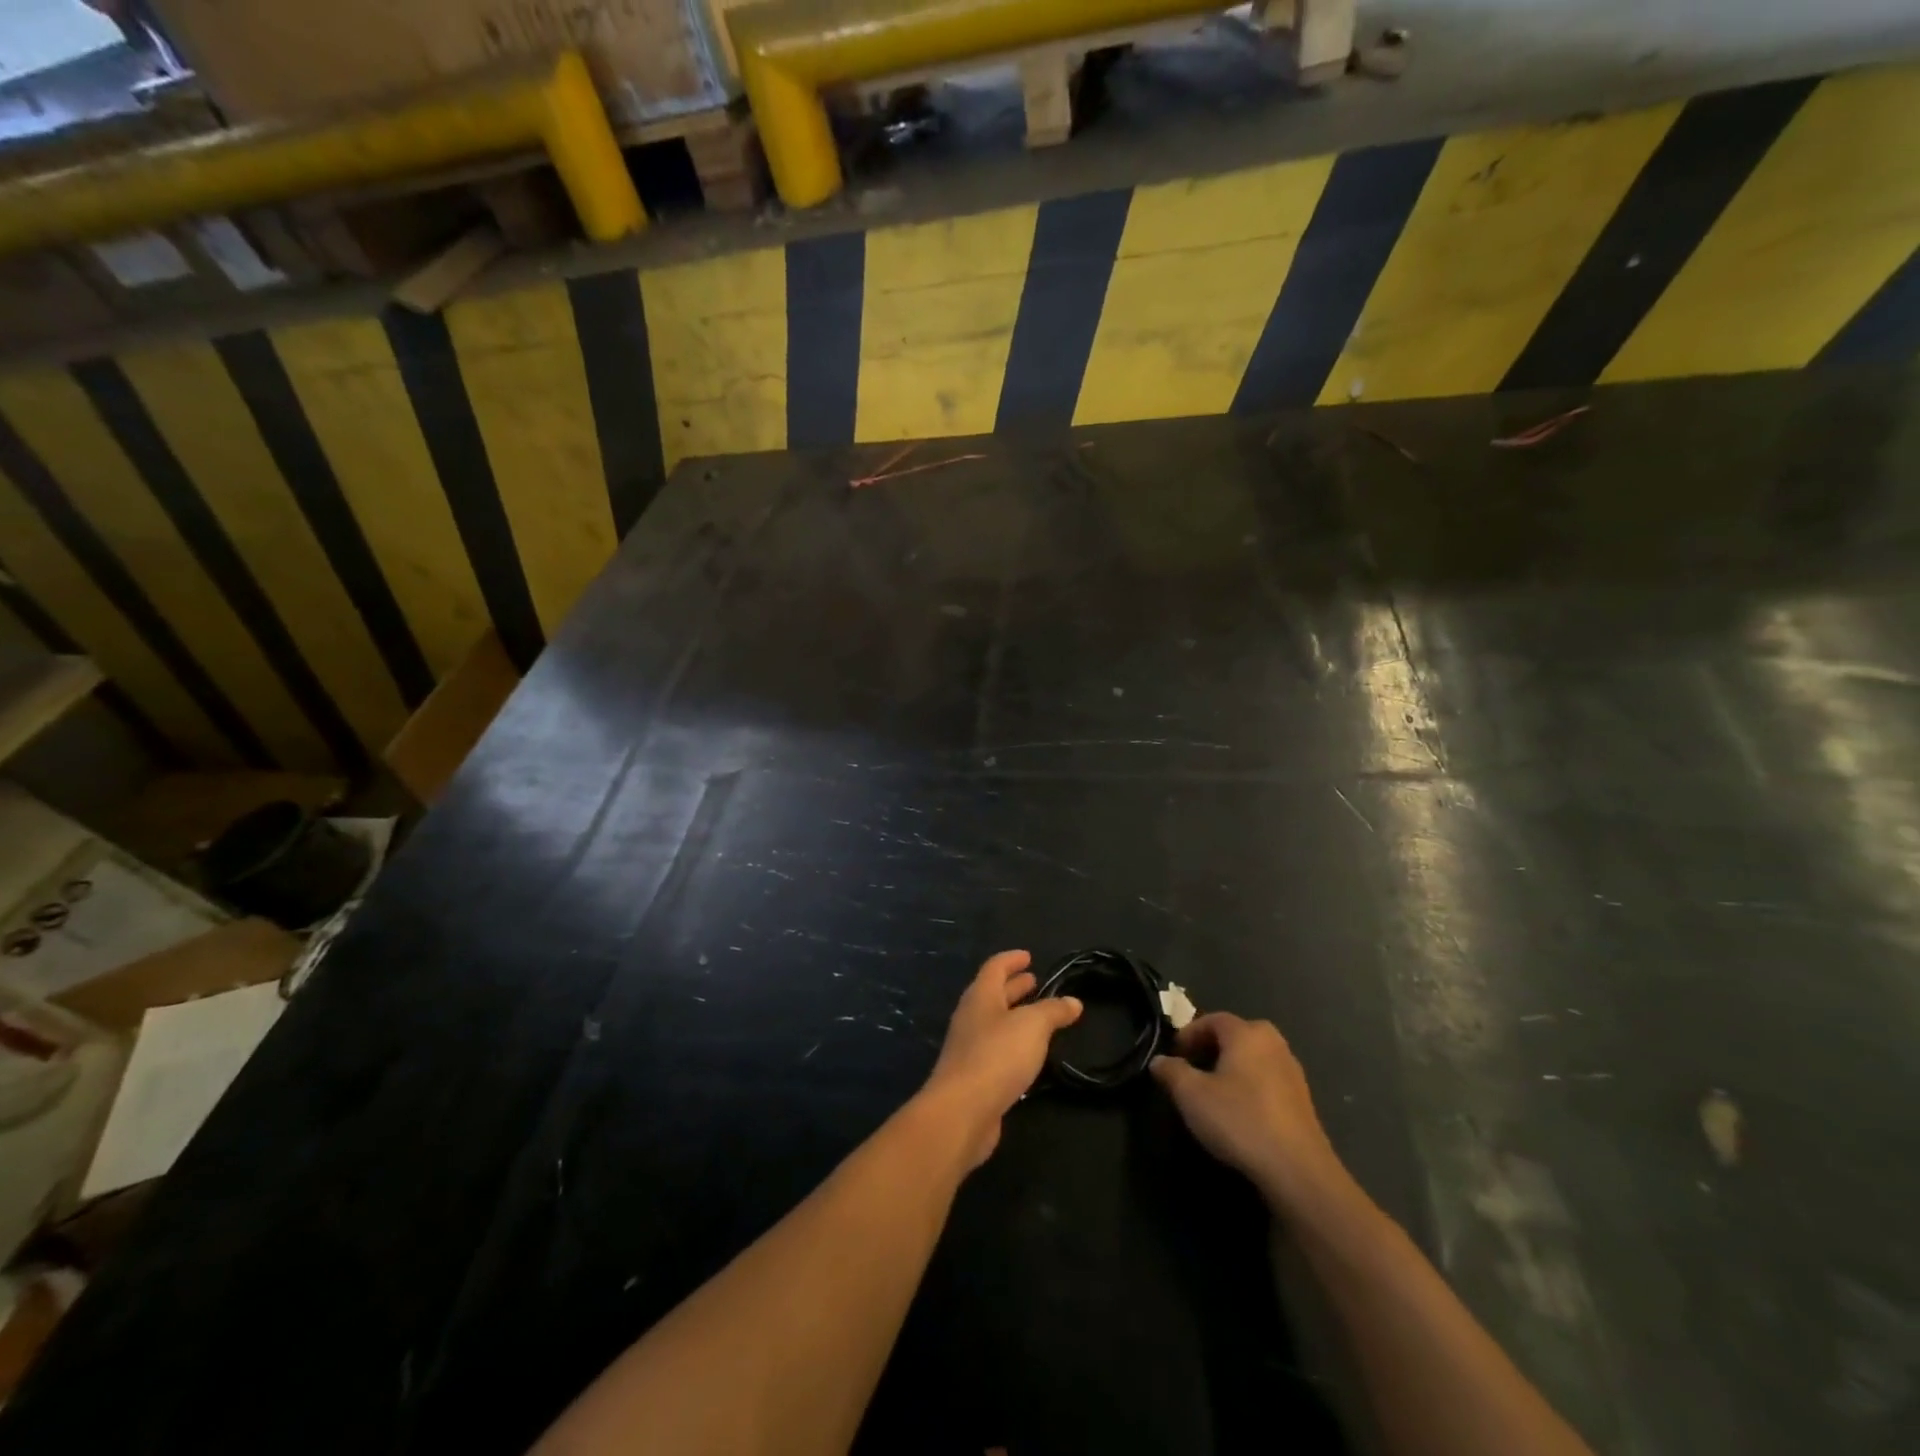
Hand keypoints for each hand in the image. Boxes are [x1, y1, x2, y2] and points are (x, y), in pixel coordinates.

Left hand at [922, 950, 1081, 1167]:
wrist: (962, 1111)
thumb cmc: (997, 1056)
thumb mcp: (1033, 1026)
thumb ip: (1053, 1011)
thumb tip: (1073, 1001)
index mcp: (981, 996)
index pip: (995, 967)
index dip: (1012, 959)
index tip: (1028, 956)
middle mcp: (971, 1017)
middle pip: (993, 993)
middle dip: (1014, 986)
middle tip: (1036, 982)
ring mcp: (969, 1047)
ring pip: (995, 1022)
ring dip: (1015, 1015)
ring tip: (1039, 1016)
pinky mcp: (974, 1076)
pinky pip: (996, 1050)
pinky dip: (1013, 1044)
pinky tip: (1029, 1054)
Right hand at [1150, 1013, 1352, 1213]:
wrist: (1297, 1170)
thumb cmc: (1240, 1120)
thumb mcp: (1191, 1095)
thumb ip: (1171, 1072)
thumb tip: (1159, 1061)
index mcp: (1247, 1033)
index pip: (1212, 1019)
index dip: (1189, 1033)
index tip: (1174, 1055)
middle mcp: (1273, 1043)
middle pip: (1236, 1035)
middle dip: (1211, 1047)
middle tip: (1192, 1068)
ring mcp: (1292, 1071)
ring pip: (1253, 1058)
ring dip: (1231, 1067)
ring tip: (1213, 1091)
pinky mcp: (1303, 1100)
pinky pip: (1268, 1079)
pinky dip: (1250, 1085)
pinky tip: (1240, 1111)